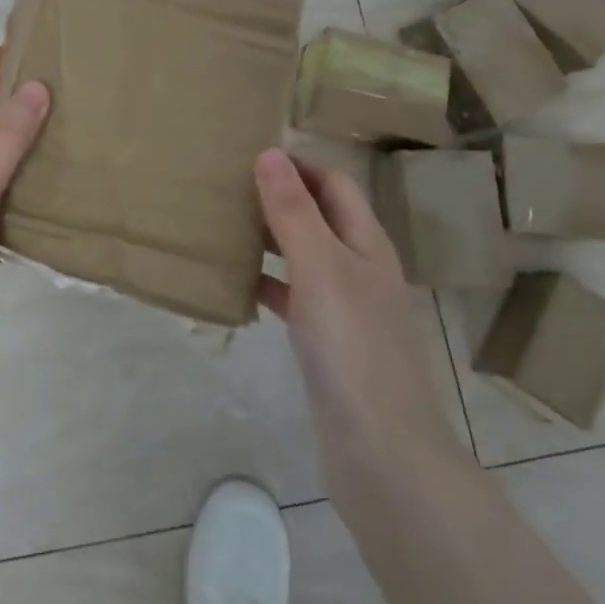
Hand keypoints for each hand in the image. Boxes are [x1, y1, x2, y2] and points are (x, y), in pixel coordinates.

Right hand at [255, 149, 465, 484]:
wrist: (381, 452)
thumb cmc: (353, 346)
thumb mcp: (320, 266)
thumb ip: (293, 210)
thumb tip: (270, 152)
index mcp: (366, 242)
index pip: (335, 183)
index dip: (300, 164)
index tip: (250, 153)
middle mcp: (360, 268)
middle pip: (320, 216)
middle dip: (280, 197)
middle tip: (228, 186)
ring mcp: (345, 308)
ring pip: (303, 256)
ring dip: (270, 238)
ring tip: (223, 226)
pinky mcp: (327, 344)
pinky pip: (293, 298)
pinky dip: (267, 284)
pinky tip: (237, 285)